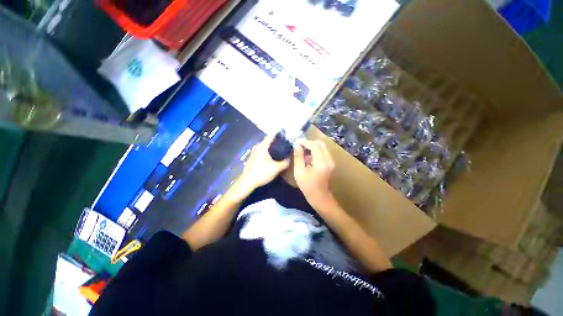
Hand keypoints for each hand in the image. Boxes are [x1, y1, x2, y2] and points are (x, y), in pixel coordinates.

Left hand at [238, 135, 289, 189]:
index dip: (279, 135)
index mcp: (262, 146)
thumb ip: (285, 162)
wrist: (247, 182)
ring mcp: (254, 152)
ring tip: (281, 152)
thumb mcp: (276, 168)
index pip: (271, 135)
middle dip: (277, 142)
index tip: (287, 137)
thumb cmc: (261, 172)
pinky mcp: (253, 158)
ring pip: (265, 147)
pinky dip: (268, 153)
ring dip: (272, 148)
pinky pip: (263, 152)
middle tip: (286, 145)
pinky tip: (273, 158)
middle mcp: (257, 146)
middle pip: (269, 141)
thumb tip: (291, 158)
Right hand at [293, 139, 335, 208]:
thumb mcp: (299, 172)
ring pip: (322, 147)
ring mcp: (331, 161)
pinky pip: (323, 152)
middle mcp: (328, 159)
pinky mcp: (330, 163)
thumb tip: (296, 145)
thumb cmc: (307, 186)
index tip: (296, 141)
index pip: (314, 146)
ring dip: (312, 147)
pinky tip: (308, 157)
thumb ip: (298, 157)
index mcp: (321, 162)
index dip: (304, 142)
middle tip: (299, 146)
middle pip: (320, 144)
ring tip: (302, 151)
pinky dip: (315, 151)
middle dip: (309, 143)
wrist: (320, 197)